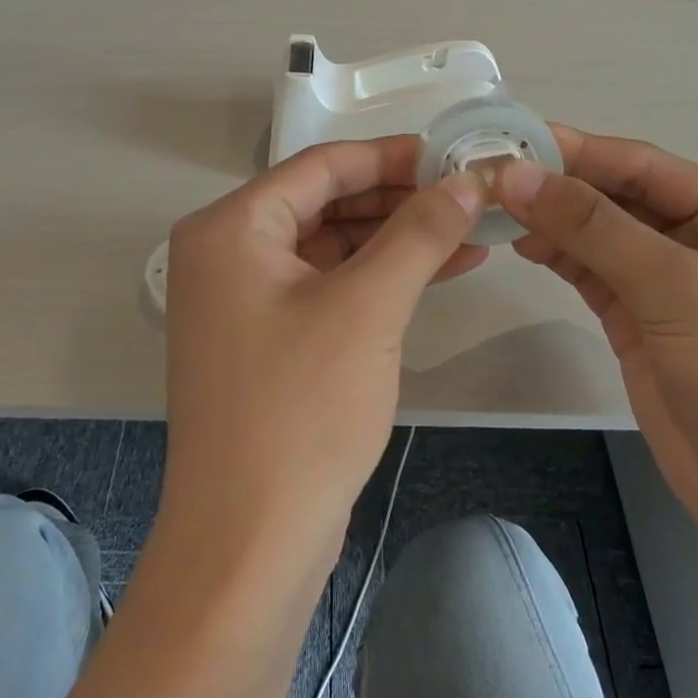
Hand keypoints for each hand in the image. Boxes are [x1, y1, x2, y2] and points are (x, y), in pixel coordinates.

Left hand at [162, 136, 486, 571]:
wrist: (250, 542)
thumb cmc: (300, 410)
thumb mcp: (367, 308)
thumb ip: (418, 233)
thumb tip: (465, 181)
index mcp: (230, 228)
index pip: (321, 166)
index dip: (392, 156)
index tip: (455, 155)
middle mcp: (227, 255)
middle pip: (325, 203)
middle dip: (400, 200)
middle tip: (469, 196)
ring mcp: (244, 302)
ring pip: (332, 248)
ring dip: (397, 240)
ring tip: (470, 233)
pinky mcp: (268, 342)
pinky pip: (329, 288)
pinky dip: (379, 279)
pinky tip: (438, 272)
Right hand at [495, 128, 697, 550]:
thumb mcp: (676, 288)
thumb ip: (593, 227)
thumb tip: (515, 173)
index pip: (643, 164)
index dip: (576, 150)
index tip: (509, 138)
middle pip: (618, 197)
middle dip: (558, 187)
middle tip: (488, 175)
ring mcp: (672, 283)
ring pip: (600, 235)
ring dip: (552, 221)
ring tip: (493, 209)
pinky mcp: (643, 322)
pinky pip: (595, 274)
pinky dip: (560, 257)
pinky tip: (522, 244)